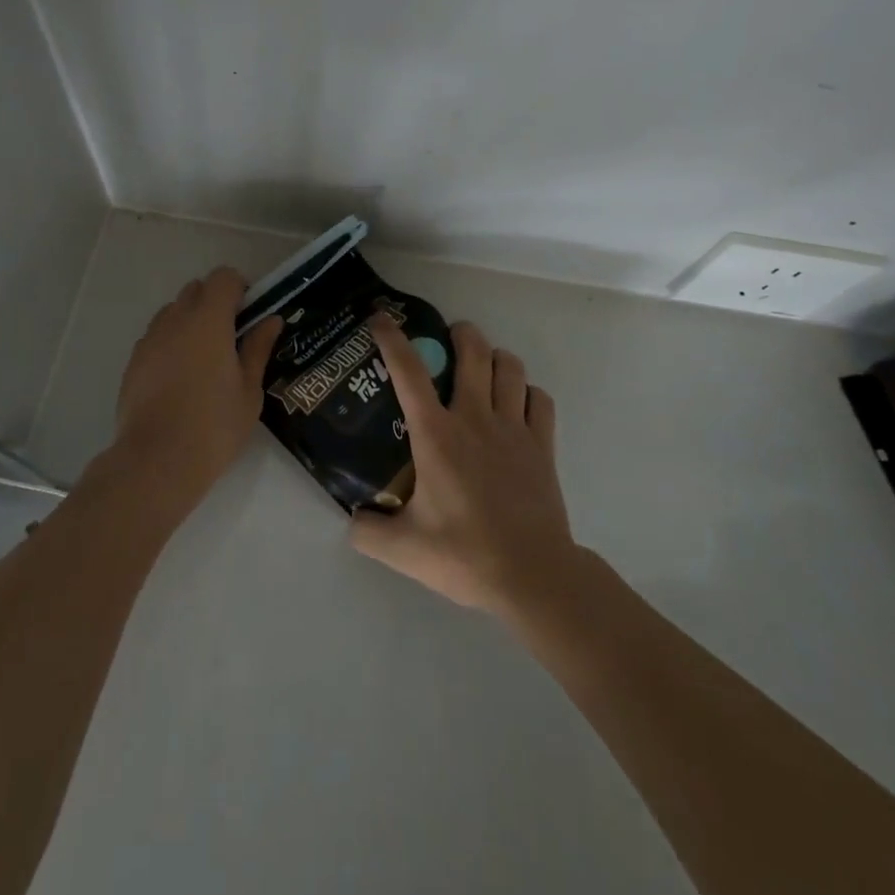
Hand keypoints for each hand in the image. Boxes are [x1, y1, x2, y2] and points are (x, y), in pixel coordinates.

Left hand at [110, 267, 283, 505]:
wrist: (157, 461)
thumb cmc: (214, 426)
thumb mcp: (249, 390)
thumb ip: (257, 348)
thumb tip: (270, 320)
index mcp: (209, 321)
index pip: (223, 278)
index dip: (239, 287)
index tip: (249, 313)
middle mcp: (176, 320)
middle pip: (195, 289)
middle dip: (214, 302)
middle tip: (231, 336)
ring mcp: (150, 340)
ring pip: (172, 312)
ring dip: (190, 321)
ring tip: (204, 359)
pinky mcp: (133, 361)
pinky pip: (156, 336)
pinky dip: (171, 342)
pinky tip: (180, 378)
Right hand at [350, 315, 575, 615]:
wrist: (533, 576)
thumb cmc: (464, 554)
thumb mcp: (402, 549)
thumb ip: (367, 532)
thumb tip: (352, 519)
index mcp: (436, 435)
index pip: (409, 372)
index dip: (392, 338)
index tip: (381, 317)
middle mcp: (475, 419)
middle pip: (473, 351)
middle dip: (460, 333)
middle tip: (447, 339)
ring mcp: (514, 429)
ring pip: (510, 367)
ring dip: (495, 357)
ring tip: (483, 367)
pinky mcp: (543, 446)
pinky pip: (539, 399)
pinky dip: (527, 392)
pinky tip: (516, 405)